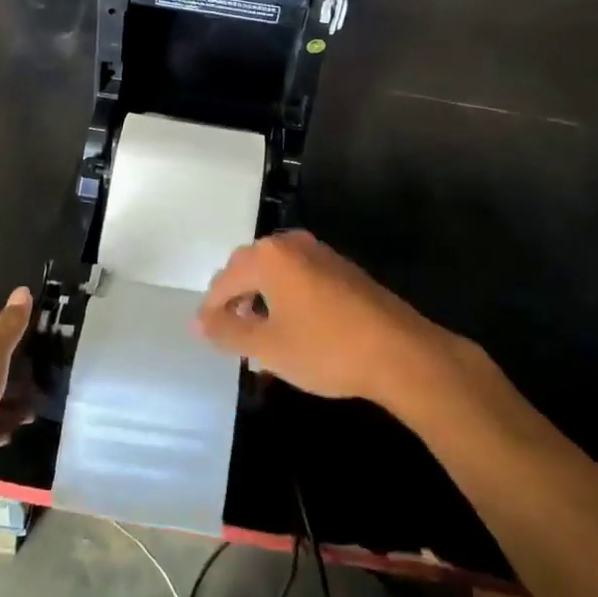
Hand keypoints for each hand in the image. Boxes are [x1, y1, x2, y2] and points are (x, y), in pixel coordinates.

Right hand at [194, 232, 456, 408]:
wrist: (400, 352)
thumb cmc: (326, 349)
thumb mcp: (268, 347)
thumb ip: (227, 331)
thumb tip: (197, 321)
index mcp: (269, 256)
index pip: (224, 280)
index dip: (212, 309)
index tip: (208, 336)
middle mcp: (291, 244)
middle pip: (248, 268)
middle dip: (236, 300)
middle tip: (233, 336)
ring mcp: (319, 253)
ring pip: (275, 273)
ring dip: (261, 300)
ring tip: (261, 336)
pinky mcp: (341, 268)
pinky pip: (298, 276)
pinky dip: (286, 297)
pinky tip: (293, 328)